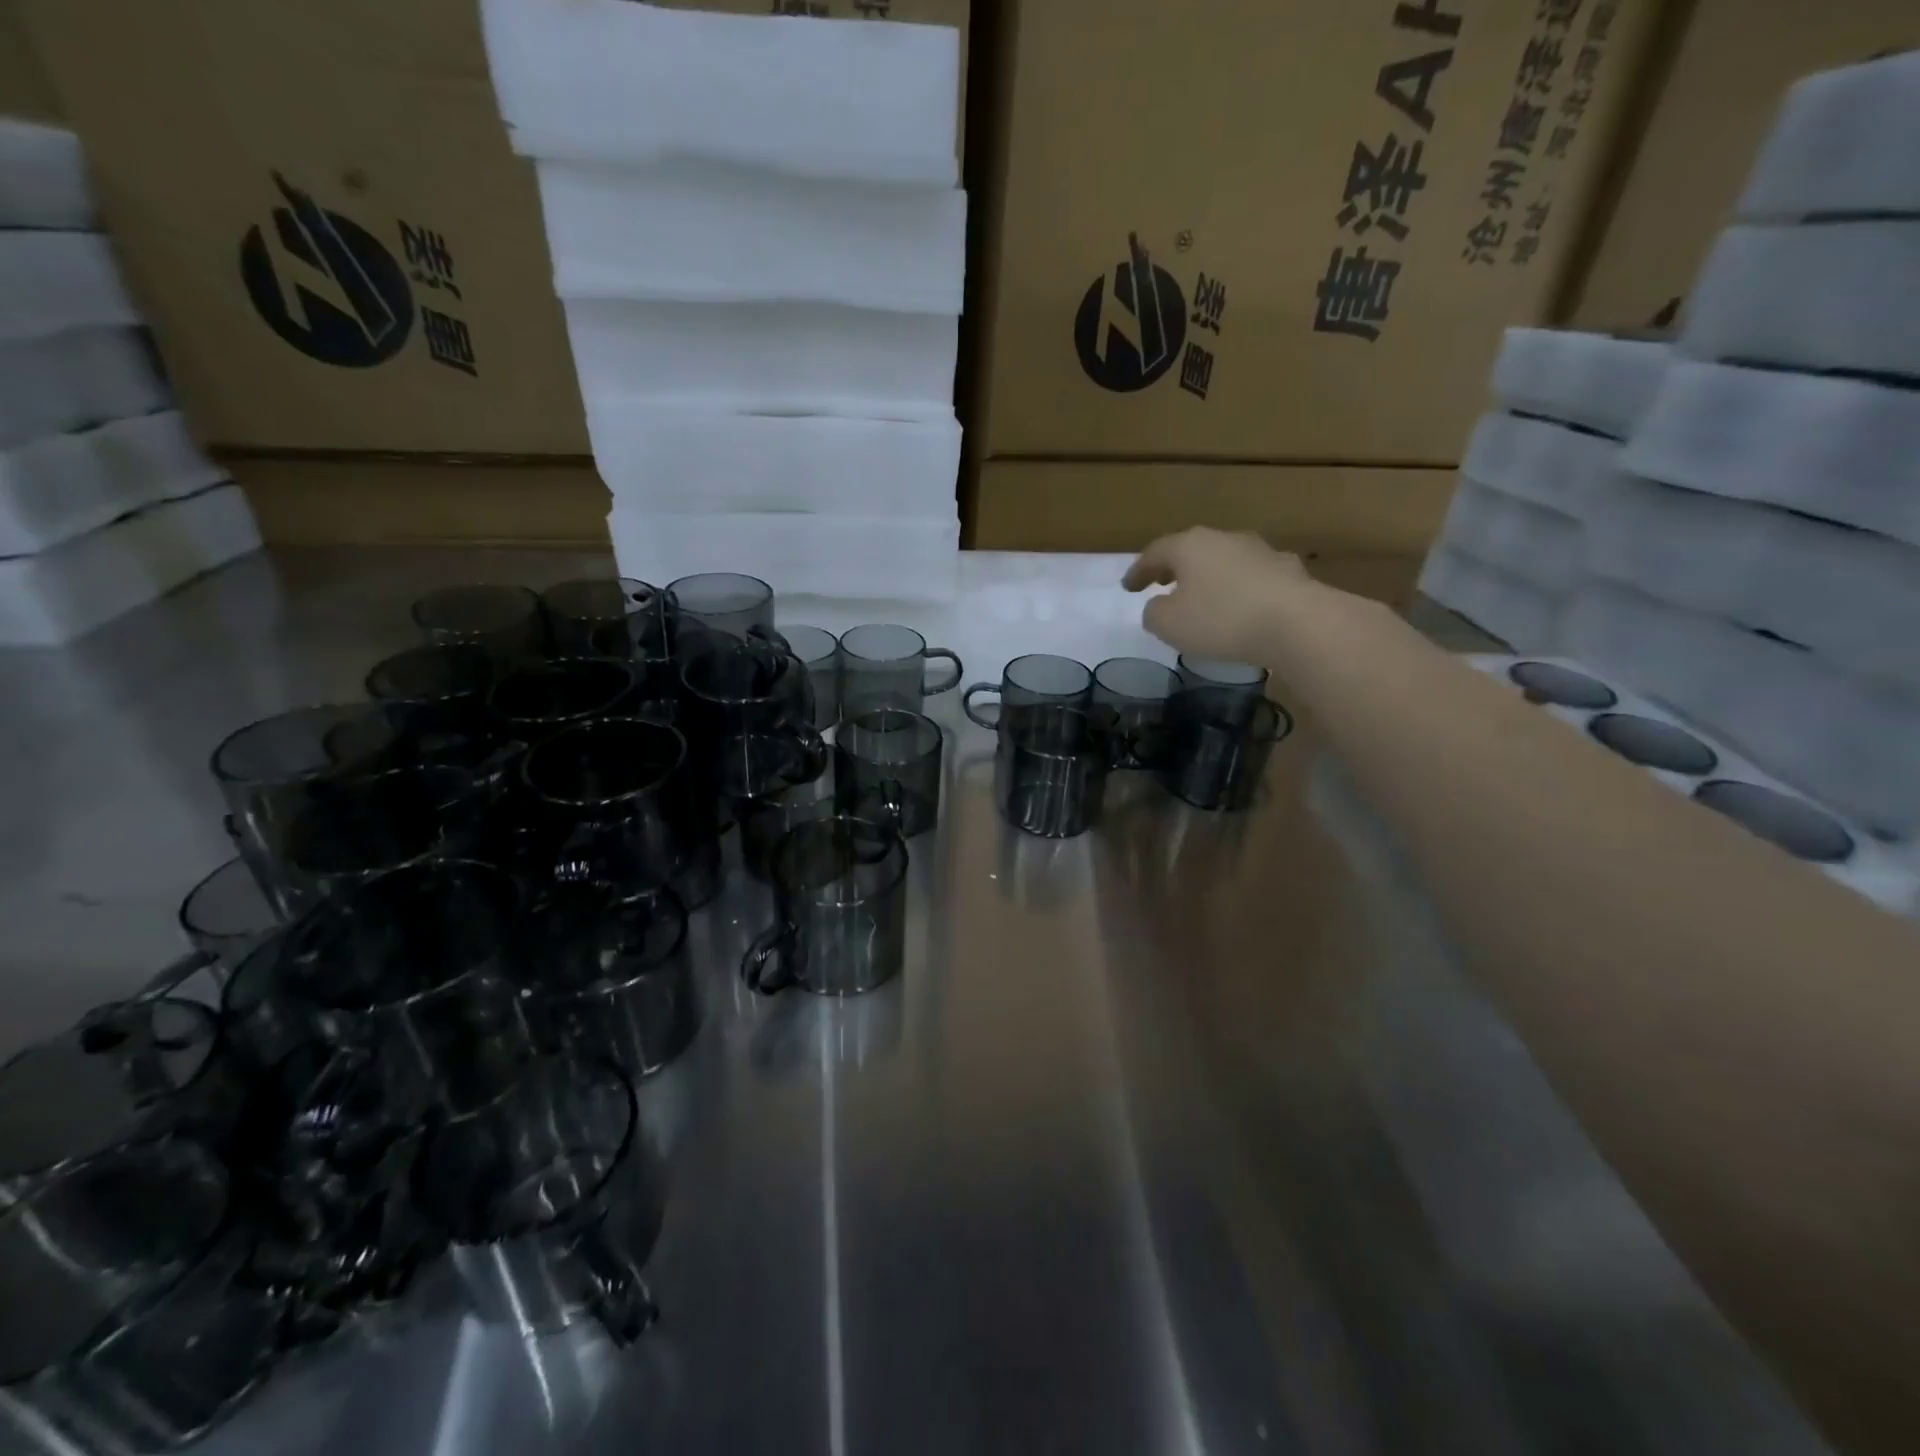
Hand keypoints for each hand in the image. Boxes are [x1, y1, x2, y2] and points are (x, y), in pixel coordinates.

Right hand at [1122, 527, 1308, 663]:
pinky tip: (1240, 607)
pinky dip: (1239, 589)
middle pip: (1191, 550)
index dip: (1138, 571)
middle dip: (1174, 568)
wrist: (1297, 623)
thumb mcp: (1168, 624)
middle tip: (1161, 583)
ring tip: (1201, 597)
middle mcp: (1224, 539)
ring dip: (1209, 577)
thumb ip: (1154, 613)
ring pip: (1224, 561)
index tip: (1127, 588)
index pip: (1155, 552)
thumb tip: (1159, 606)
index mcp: (1189, 545)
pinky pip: (1252, 578)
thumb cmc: (1221, 619)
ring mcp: (1260, 551)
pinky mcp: (1288, 571)